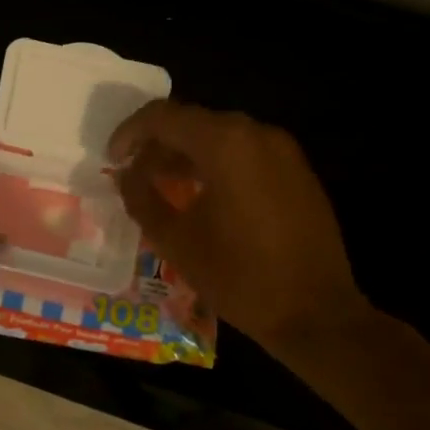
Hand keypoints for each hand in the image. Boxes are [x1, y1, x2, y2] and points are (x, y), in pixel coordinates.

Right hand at [108, 101, 369, 349]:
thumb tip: (125, 175)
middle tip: (134, 175)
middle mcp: (255, 134)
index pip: (162, 117)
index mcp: (224, 143)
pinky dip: (215, 162)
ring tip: (163, 186)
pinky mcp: (297, 170)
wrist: (317, 313)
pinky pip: (245, 152)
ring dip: (186, 153)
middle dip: (157, 144)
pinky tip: (202, 195)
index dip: (129, 133)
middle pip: (192, 121)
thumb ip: (141, 198)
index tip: (113, 160)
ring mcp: (282, 150)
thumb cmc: (239, 276)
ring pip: (219, 135)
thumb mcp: (175, 240)